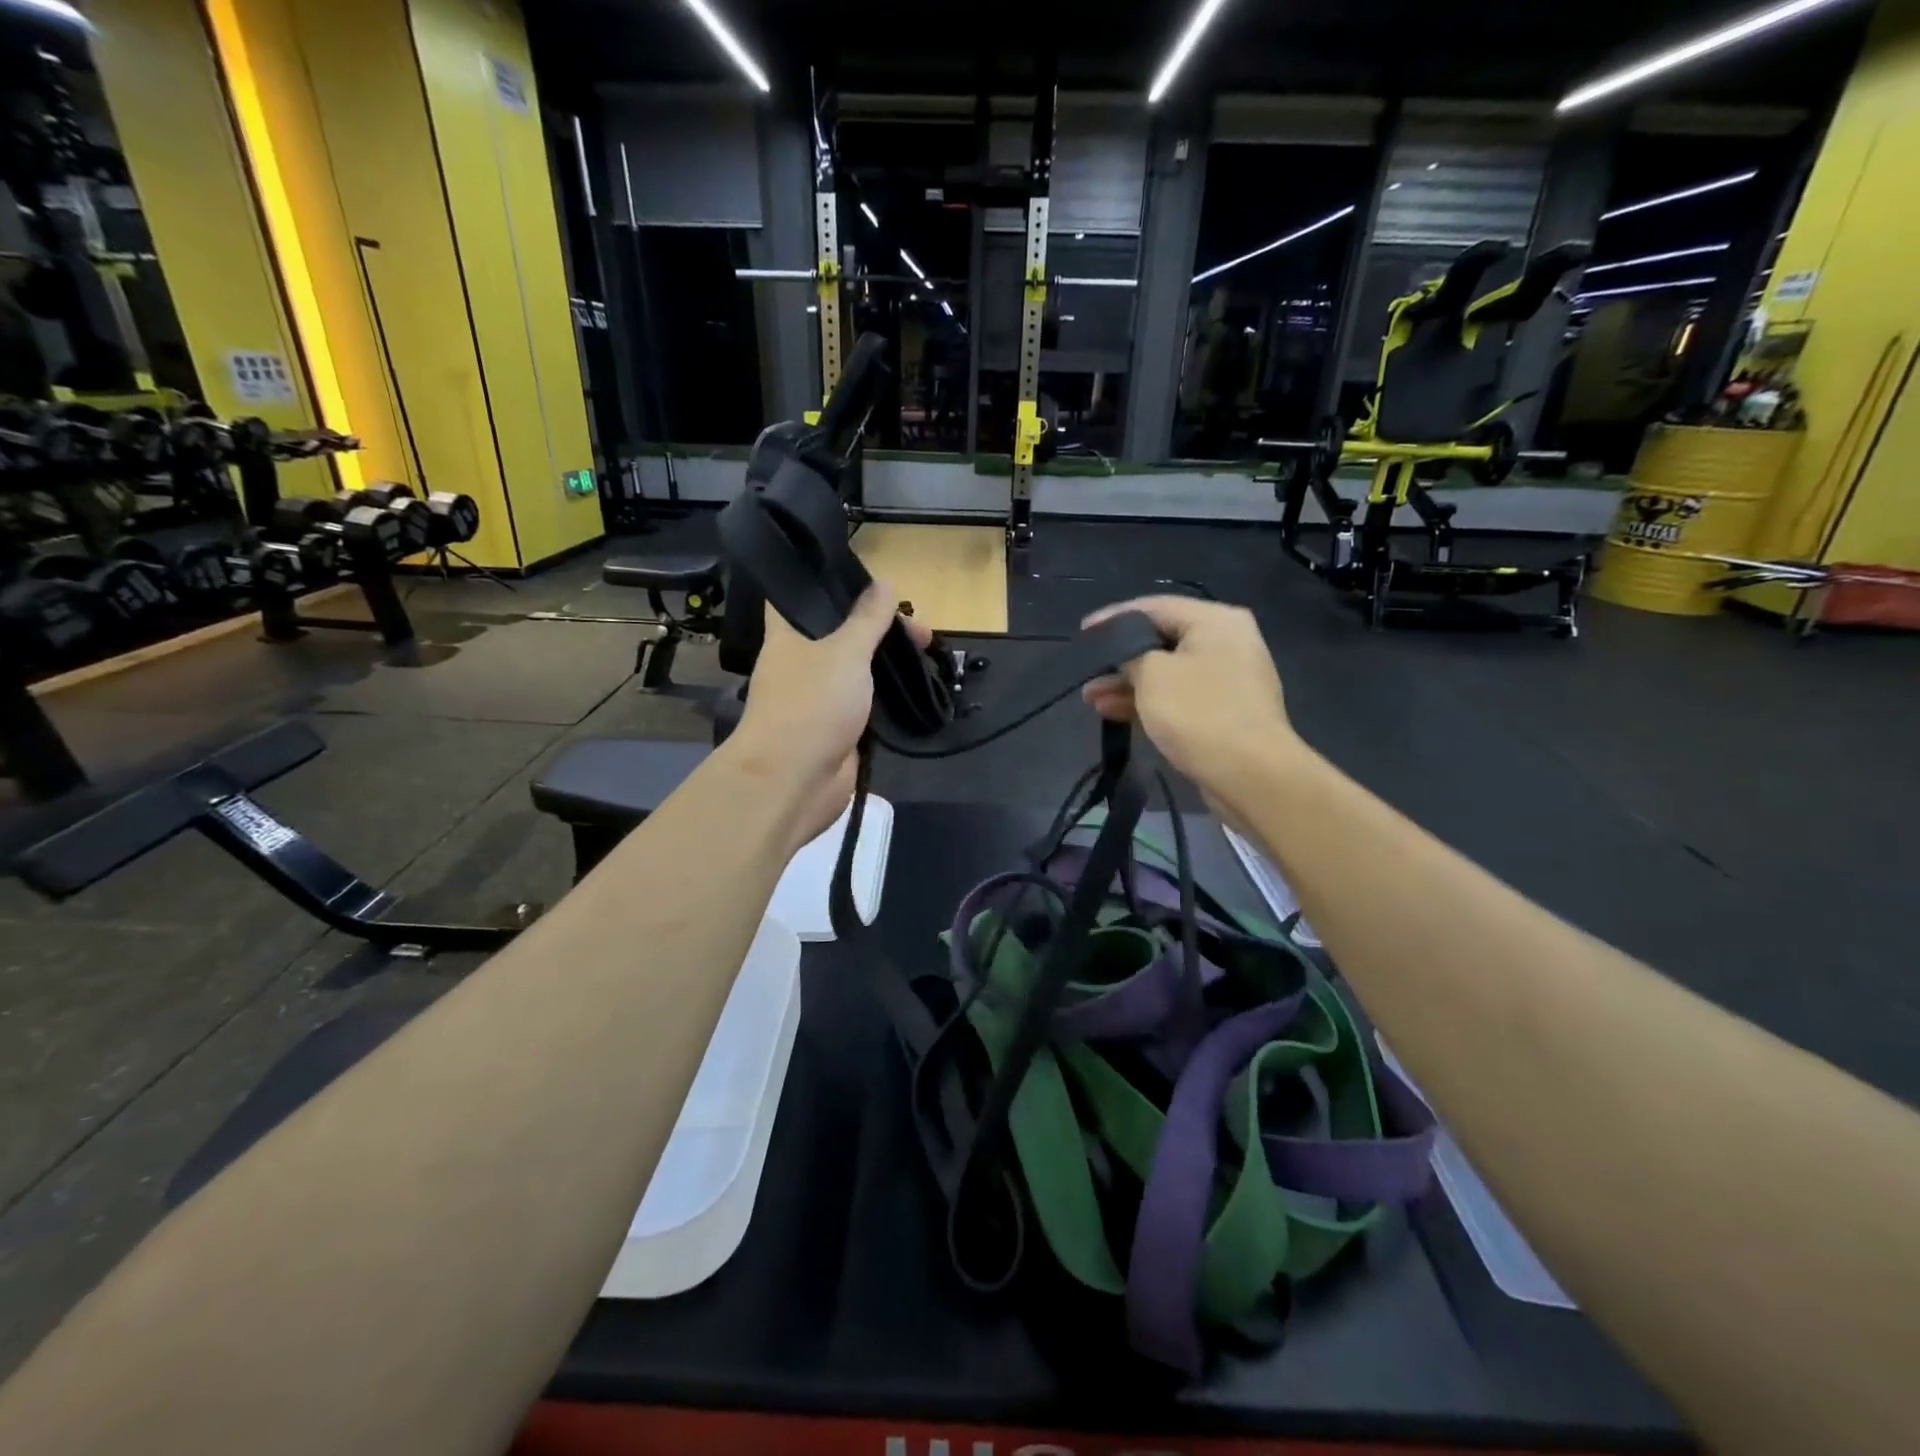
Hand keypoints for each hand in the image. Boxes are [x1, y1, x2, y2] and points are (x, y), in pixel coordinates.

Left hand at [730, 584, 931, 844]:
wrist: (794, 781)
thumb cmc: (812, 704)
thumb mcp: (845, 652)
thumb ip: (868, 619)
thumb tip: (885, 583)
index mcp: (787, 636)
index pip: (798, 597)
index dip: (828, 583)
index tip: (865, 574)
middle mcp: (800, 663)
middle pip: (840, 633)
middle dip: (878, 627)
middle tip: (920, 628)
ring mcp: (819, 697)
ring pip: (856, 668)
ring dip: (886, 661)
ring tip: (926, 651)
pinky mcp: (837, 727)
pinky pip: (865, 701)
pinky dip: (887, 693)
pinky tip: (915, 683)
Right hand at [1080, 596, 1299, 802]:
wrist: (1251, 775)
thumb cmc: (1199, 713)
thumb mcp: (1151, 673)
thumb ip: (1129, 653)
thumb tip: (1122, 650)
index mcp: (1215, 621)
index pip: (1154, 606)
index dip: (1113, 618)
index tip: (1083, 631)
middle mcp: (1226, 642)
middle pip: (1161, 640)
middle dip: (1119, 658)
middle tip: (1086, 670)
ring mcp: (1227, 679)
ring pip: (1166, 672)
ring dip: (1128, 683)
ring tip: (1090, 698)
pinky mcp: (1223, 712)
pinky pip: (1178, 696)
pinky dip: (1147, 701)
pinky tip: (1113, 712)